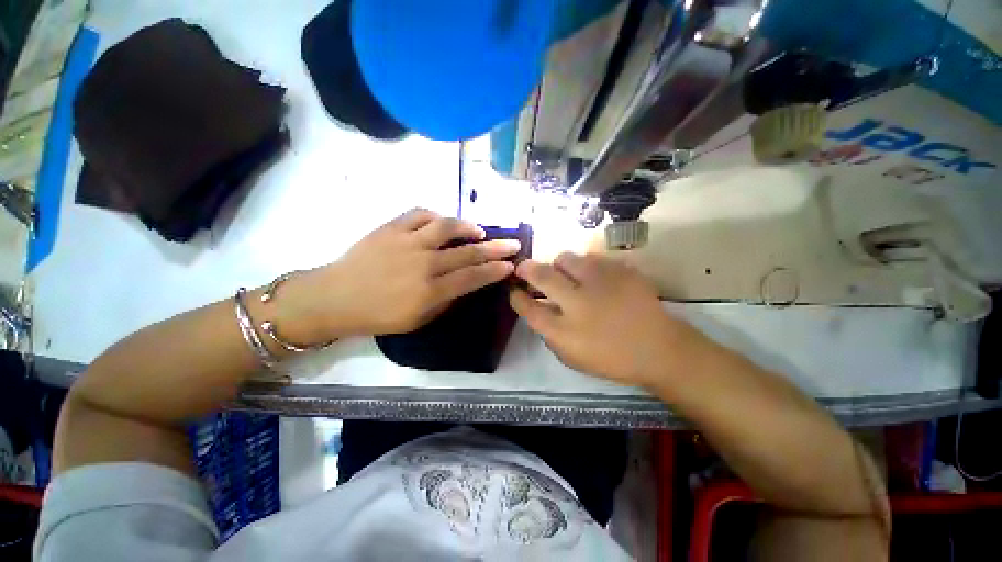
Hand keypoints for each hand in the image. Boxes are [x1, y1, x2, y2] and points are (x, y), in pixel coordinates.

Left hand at [287, 208, 520, 340]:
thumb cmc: (379, 316)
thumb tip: (465, 282)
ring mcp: (407, 242)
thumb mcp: (419, 320)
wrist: (335, 298)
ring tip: (479, 231)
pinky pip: (420, 214)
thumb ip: (446, 300)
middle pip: (468, 252)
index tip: (510, 265)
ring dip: (468, 227)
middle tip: (512, 243)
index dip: (495, 270)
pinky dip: (437, 216)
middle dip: (495, 249)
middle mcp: (424, 264)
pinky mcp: (391, 228)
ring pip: (447, 227)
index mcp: (430, 291)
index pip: (473, 277)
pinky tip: (444, 222)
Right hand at [510, 253, 706, 387]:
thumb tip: (538, 309)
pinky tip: (592, 276)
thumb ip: (549, 334)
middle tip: (523, 268)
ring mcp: (600, 283)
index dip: (517, 297)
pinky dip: (585, 265)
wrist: (659, 348)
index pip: (528, 308)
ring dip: (559, 265)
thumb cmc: (612, 359)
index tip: (514, 290)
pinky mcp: (620, 270)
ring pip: (566, 259)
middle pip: (542, 276)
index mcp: (564, 331)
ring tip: (566, 273)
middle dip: (527, 269)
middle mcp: (577, 303)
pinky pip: (592, 258)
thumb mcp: (572, 358)